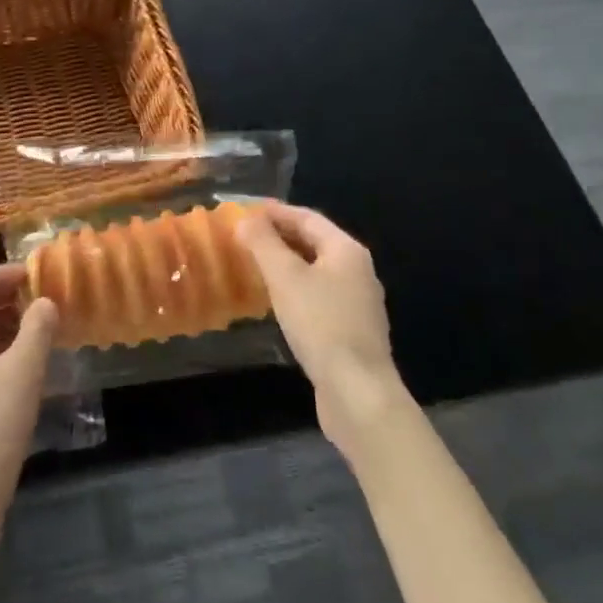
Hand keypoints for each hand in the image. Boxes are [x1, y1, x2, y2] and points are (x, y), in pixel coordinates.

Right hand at [238, 203, 406, 457]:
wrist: (358, 393)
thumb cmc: (320, 324)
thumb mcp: (285, 277)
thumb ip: (263, 243)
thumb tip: (246, 218)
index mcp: (347, 250)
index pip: (307, 218)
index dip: (275, 211)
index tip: (245, 209)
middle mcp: (358, 271)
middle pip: (314, 242)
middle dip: (279, 236)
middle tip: (245, 236)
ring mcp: (358, 303)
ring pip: (316, 271)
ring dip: (286, 264)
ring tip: (254, 264)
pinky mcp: (351, 331)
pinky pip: (319, 296)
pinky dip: (295, 289)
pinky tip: (276, 301)